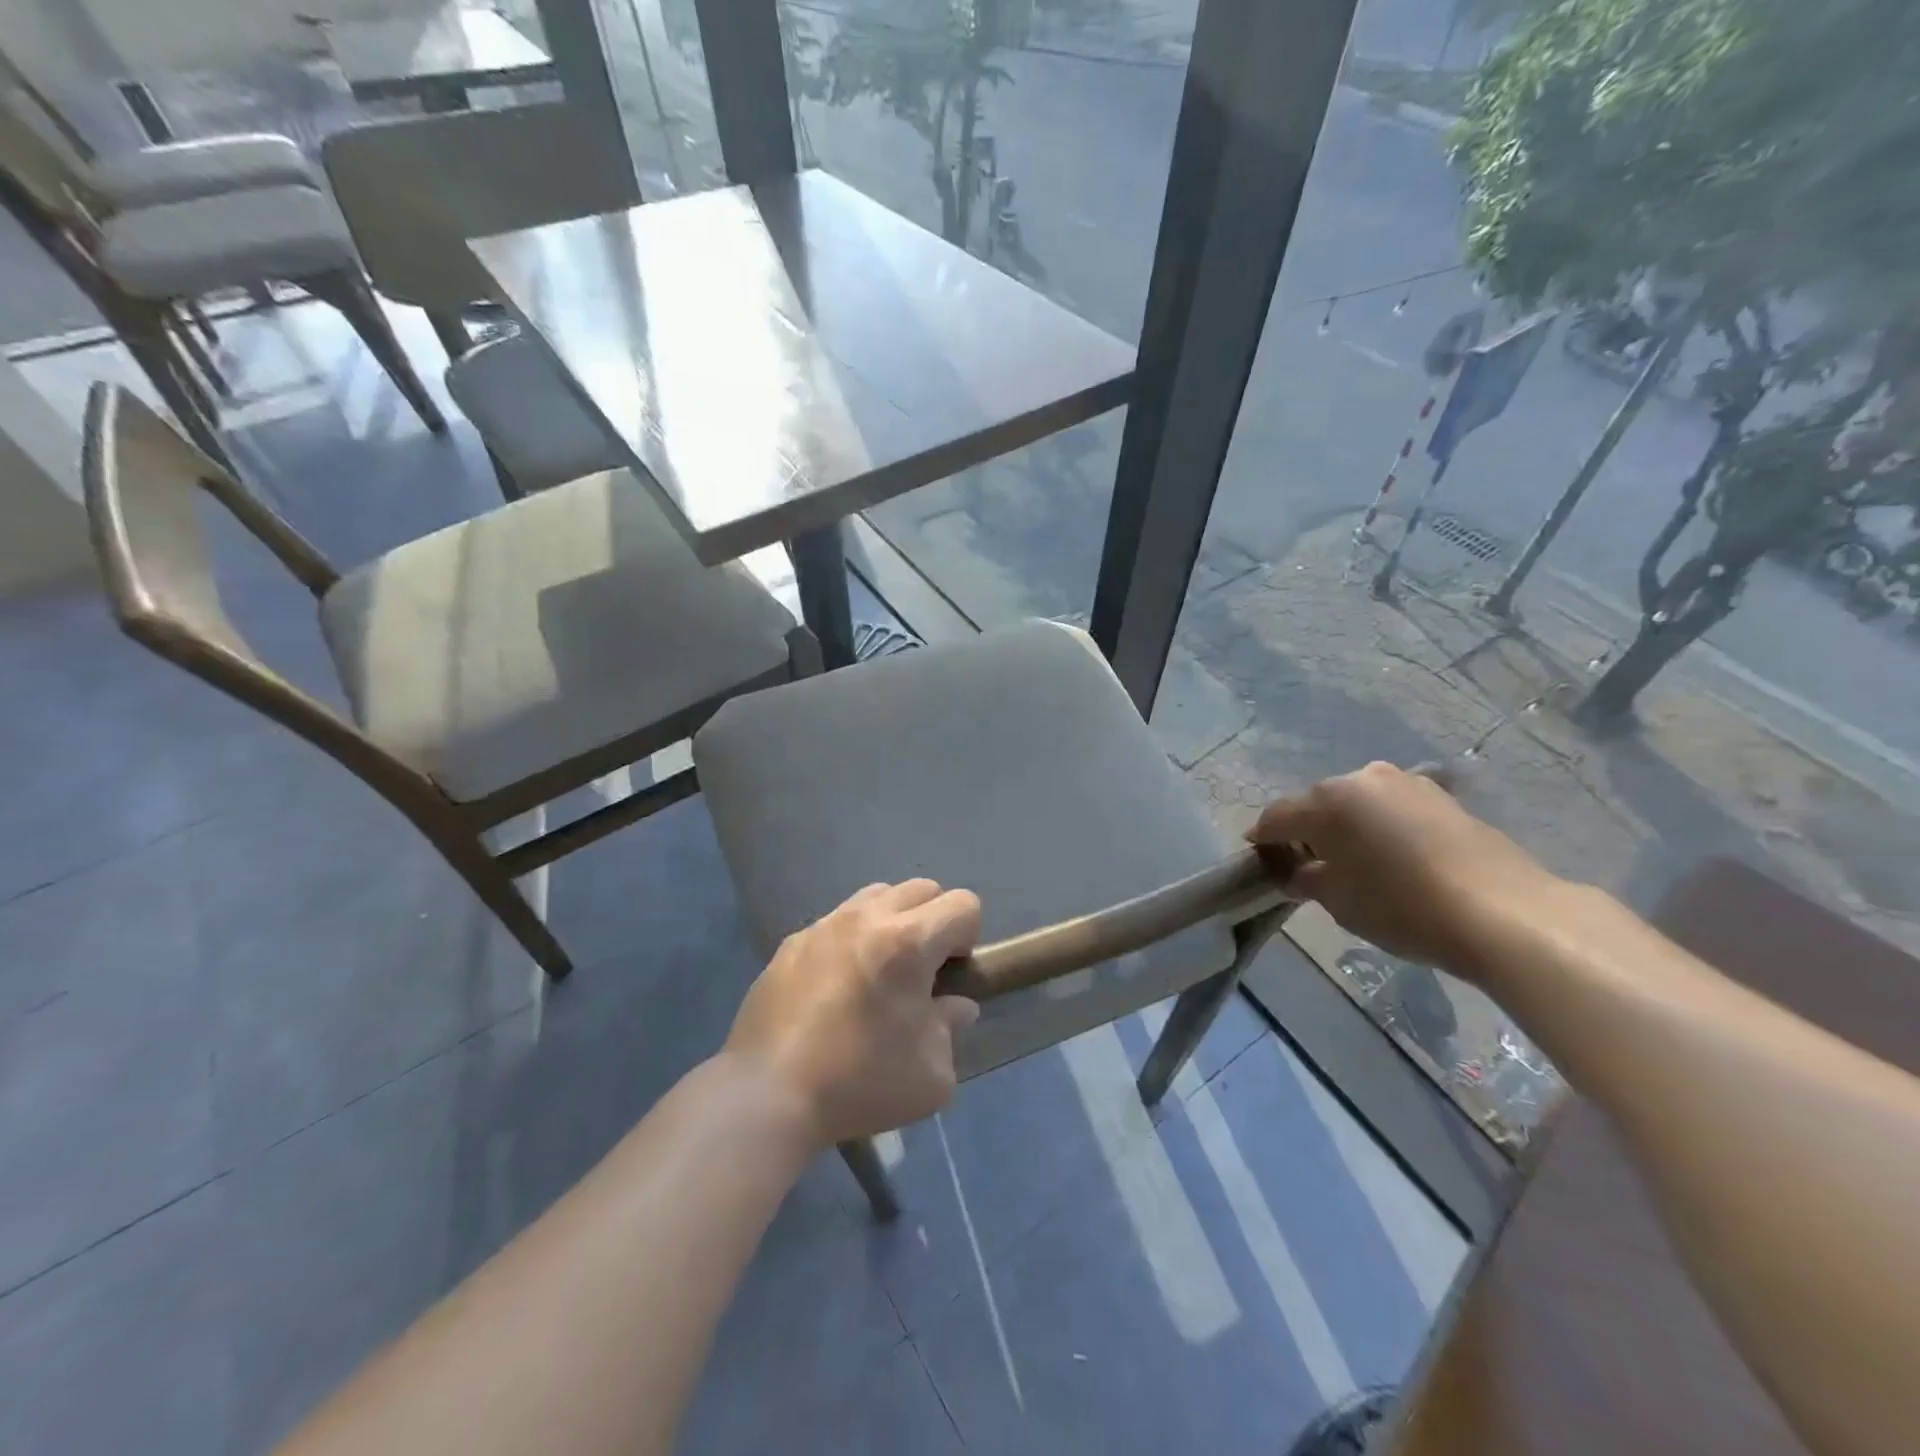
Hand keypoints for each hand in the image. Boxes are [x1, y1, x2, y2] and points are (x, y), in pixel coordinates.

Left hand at [723, 880, 981, 1147]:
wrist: (767, 1093)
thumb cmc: (859, 1082)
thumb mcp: (930, 1075)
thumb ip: (951, 1029)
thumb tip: (954, 1006)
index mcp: (909, 941)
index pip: (962, 904)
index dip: (968, 937)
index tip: (951, 975)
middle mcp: (868, 918)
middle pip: (921, 889)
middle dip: (933, 921)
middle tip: (921, 971)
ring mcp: (825, 925)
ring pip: (876, 896)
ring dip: (892, 921)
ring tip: (879, 970)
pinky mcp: (793, 942)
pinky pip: (836, 922)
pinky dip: (850, 940)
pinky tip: (836, 987)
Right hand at [1247, 762, 1566, 974]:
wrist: (1504, 913)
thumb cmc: (1402, 907)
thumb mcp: (1339, 902)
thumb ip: (1308, 879)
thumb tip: (1300, 873)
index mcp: (1327, 800)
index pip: (1277, 817)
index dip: (1264, 841)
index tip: (1263, 863)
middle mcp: (1362, 779)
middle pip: (1318, 804)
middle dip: (1308, 832)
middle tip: (1309, 867)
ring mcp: (1407, 783)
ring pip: (1358, 804)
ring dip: (1347, 827)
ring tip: (1355, 862)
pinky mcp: (1443, 798)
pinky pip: (1394, 809)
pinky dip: (1382, 828)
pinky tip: (1394, 858)